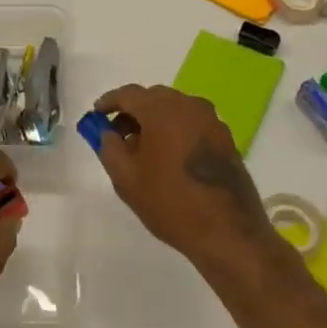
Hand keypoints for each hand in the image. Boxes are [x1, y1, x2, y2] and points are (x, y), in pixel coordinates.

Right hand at [91, 84, 278, 275]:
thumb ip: (109, 148)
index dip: (109, 102)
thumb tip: (108, 133)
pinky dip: (175, 131)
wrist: (229, 233)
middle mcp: (189, 106)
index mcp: (163, 110)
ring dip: (155, 121)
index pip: (129, 94)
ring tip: (143, 149)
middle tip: (118, 134)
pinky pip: (192, 123)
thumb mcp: (126, 179)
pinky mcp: (225, 138)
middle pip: (153, 98)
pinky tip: (169, 157)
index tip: (97, 115)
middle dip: (133, 112)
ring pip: (175, 109)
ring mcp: (211, 121)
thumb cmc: (171, 203)